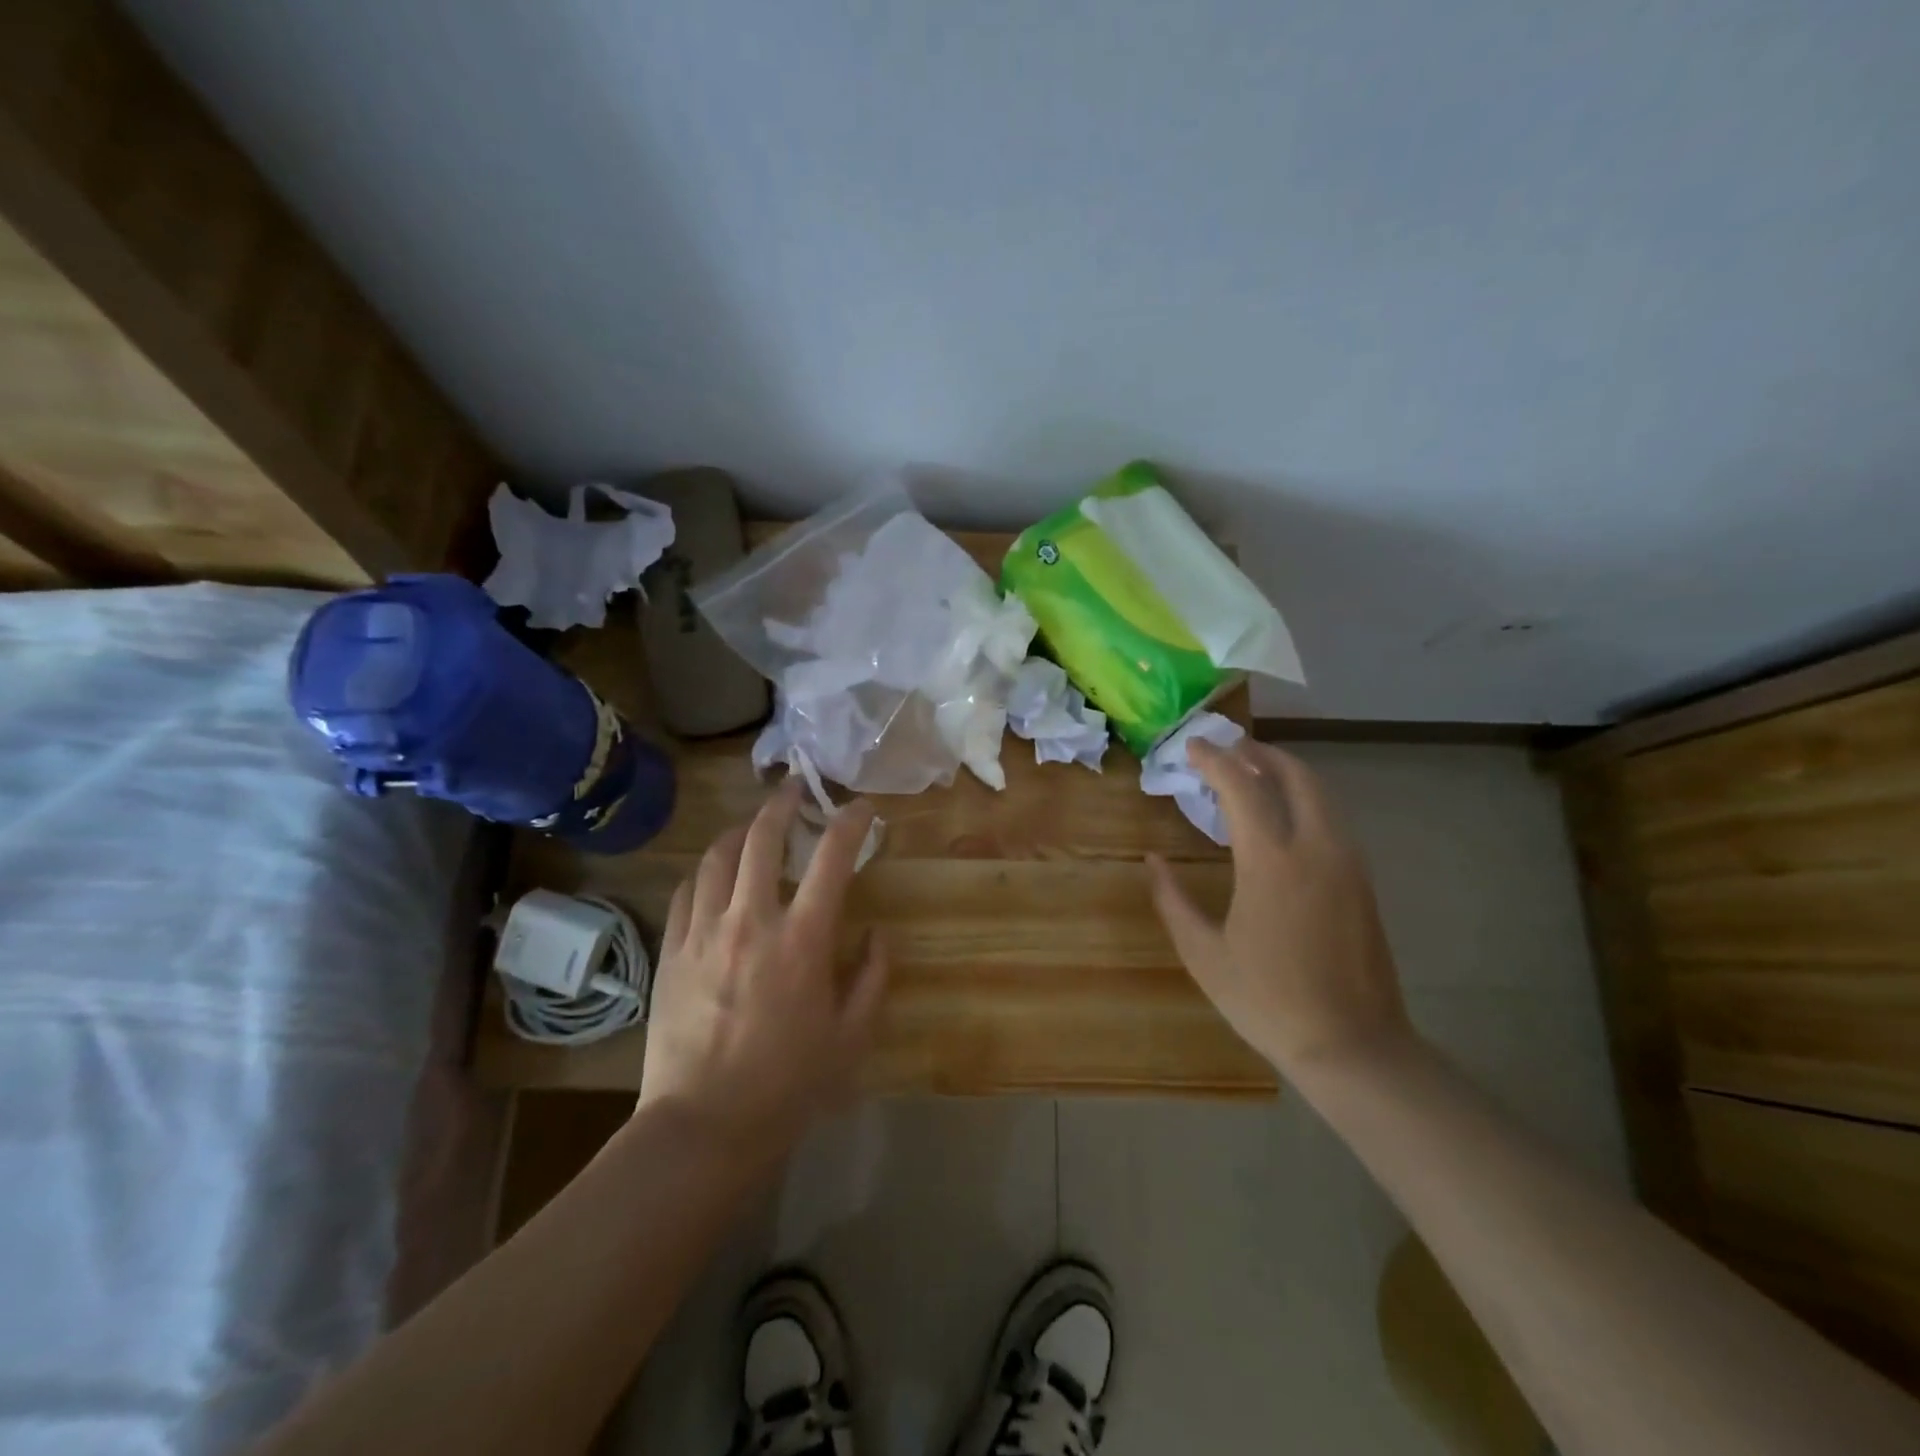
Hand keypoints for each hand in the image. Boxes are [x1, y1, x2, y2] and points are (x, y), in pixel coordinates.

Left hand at [639, 780, 888, 1161]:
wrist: (703, 1126)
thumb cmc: (787, 1084)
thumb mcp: (851, 1036)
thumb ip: (873, 977)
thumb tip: (878, 934)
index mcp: (802, 940)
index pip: (832, 858)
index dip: (851, 823)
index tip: (862, 807)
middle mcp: (751, 921)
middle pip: (762, 838)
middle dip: (783, 803)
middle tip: (796, 788)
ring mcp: (703, 932)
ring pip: (717, 856)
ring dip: (741, 830)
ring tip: (755, 825)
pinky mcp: (672, 950)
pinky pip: (686, 890)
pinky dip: (706, 870)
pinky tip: (715, 873)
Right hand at [1147, 739, 1412, 1075]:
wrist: (1353, 1045)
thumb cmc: (1267, 999)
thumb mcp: (1204, 954)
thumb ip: (1172, 900)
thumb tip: (1152, 862)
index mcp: (1272, 861)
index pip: (1242, 787)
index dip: (1214, 760)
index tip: (1191, 746)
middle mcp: (1316, 848)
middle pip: (1295, 775)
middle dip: (1260, 752)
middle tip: (1229, 748)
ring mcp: (1347, 863)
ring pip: (1321, 794)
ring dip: (1286, 773)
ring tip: (1254, 772)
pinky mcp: (1362, 882)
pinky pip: (1332, 819)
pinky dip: (1305, 800)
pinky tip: (1284, 818)